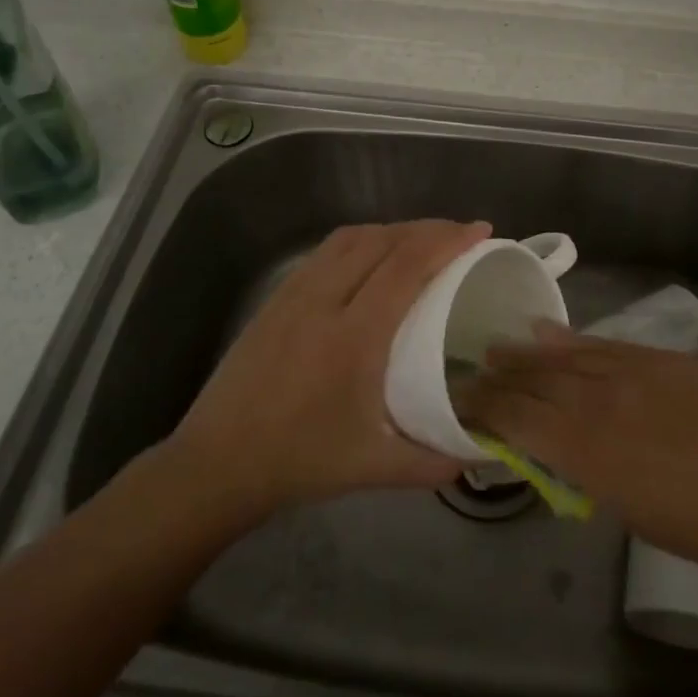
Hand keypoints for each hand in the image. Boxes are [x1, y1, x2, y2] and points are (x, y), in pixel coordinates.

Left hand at [165, 219, 490, 517]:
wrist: (217, 462)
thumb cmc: (299, 461)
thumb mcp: (372, 468)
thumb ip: (432, 462)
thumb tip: (480, 453)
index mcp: (354, 337)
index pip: (406, 267)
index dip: (447, 241)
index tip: (480, 231)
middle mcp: (324, 301)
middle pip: (383, 241)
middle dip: (428, 228)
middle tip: (462, 234)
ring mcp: (295, 293)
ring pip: (352, 238)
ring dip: (394, 229)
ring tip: (422, 240)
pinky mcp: (277, 296)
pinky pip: (327, 250)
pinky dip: (361, 240)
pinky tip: (372, 256)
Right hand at [454, 332, 697, 590]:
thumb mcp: (644, 515)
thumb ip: (596, 475)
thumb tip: (566, 452)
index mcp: (591, 449)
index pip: (520, 421)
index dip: (485, 410)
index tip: (458, 403)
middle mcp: (602, 401)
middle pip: (535, 383)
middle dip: (497, 379)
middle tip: (465, 372)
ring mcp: (634, 371)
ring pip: (564, 357)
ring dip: (526, 354)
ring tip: (495, 347)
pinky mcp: (663, 358)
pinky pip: (602, 345)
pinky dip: (569, 340)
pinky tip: (549, 332)